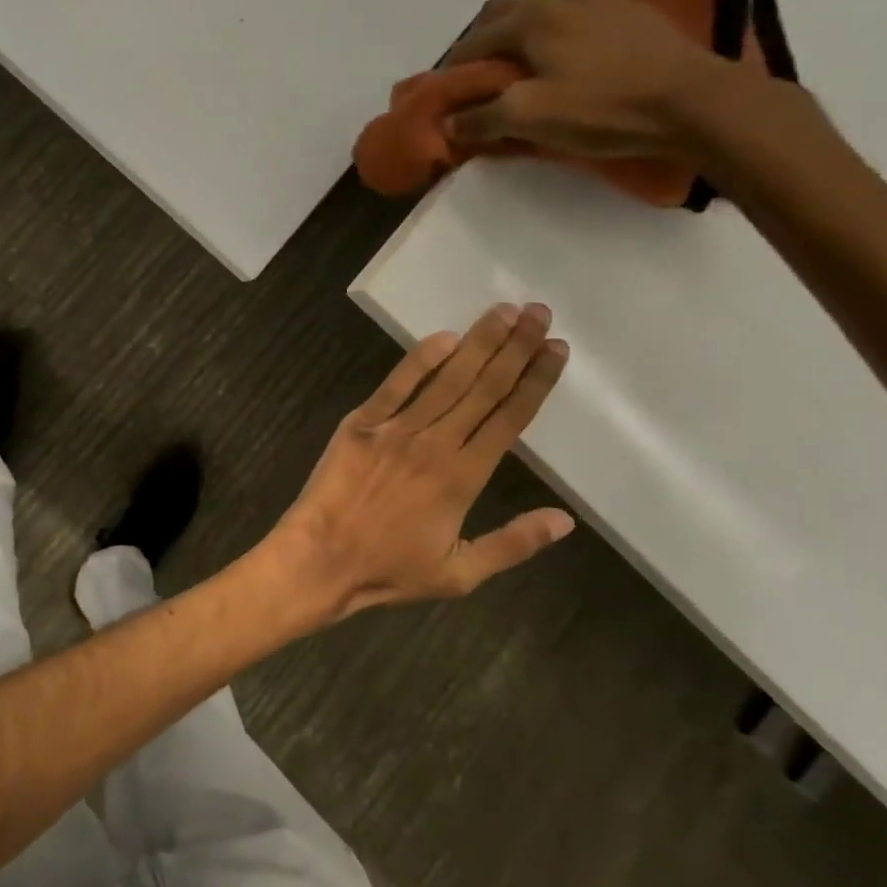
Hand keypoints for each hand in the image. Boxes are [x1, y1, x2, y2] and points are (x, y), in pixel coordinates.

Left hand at [274, 303, 573, 618]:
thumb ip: (513, 543)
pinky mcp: (361, 423)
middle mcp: (434, 444)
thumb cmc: (390, 569)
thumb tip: (565, 520)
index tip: (556, 349)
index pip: (509, 418)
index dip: (535, 381)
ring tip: (504, 312)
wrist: (320, 558)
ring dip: (478, 344)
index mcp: (463, 478)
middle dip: (515, 348)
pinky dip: (419, 359)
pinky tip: (445, 336)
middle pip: (483, 388)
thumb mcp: (460, 573)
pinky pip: (395, 385)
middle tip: (539, 312)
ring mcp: (395, 429)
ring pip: (446, 379)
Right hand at [441, 0, 745, 156]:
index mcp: (529, 16)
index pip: (473, 43)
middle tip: (484, 82)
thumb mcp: (530, 118)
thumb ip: (481, 118)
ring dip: (520, 32)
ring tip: (523, 68)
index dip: (454, 73)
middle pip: (503, 12)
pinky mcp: (626, 8)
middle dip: (484, 44)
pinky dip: (555, 29)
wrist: (692, 100)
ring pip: (540, 6)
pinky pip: (573, 10)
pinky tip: (564, 56)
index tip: (449, 100)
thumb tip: (448, 122)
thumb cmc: (602, 107)